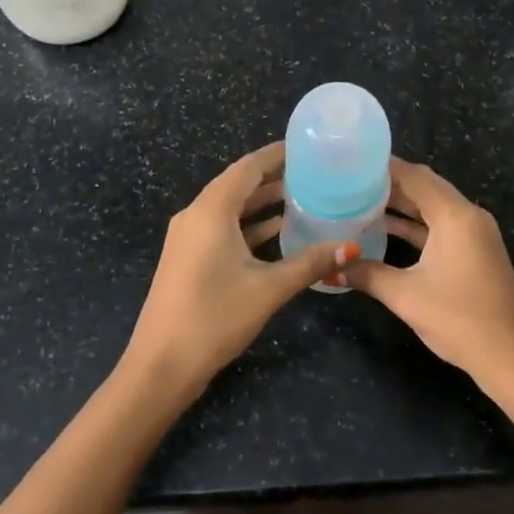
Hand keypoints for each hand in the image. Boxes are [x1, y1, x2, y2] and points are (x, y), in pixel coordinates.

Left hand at [122, 142, 359, 399]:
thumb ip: (309, 263)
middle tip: (315, 173)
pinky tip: (279, 232)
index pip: (248, 167)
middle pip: (238, 184)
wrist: (162, 365)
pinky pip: (222, 227)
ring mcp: (188, 237)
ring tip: (304, 198)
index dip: (277, 155)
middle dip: (274, 177)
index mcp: (211, 211)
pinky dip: (249, 225)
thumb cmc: (215, 318)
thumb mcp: (268, 289)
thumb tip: (351, 247)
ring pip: (230, 208)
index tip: (309, 148)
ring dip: (263, 203)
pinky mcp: (188, 257)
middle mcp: (196, 215)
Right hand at [345, 159, 513, 395]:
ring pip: (433, 207)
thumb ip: (366, 274)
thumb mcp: (405, 295)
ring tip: (359, 200)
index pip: (415, 176)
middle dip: (389, 183)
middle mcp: (468, 216)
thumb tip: (329, 268)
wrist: (513, 358)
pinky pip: (440, 226)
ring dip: (401, 204)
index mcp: (455, 215)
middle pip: (425, 187)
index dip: (383, 167)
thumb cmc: (459, 319)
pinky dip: (415, 225)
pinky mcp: (475, 253)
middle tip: (349, 181)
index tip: (350, 162)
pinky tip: (385, 229)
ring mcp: (475, 234)